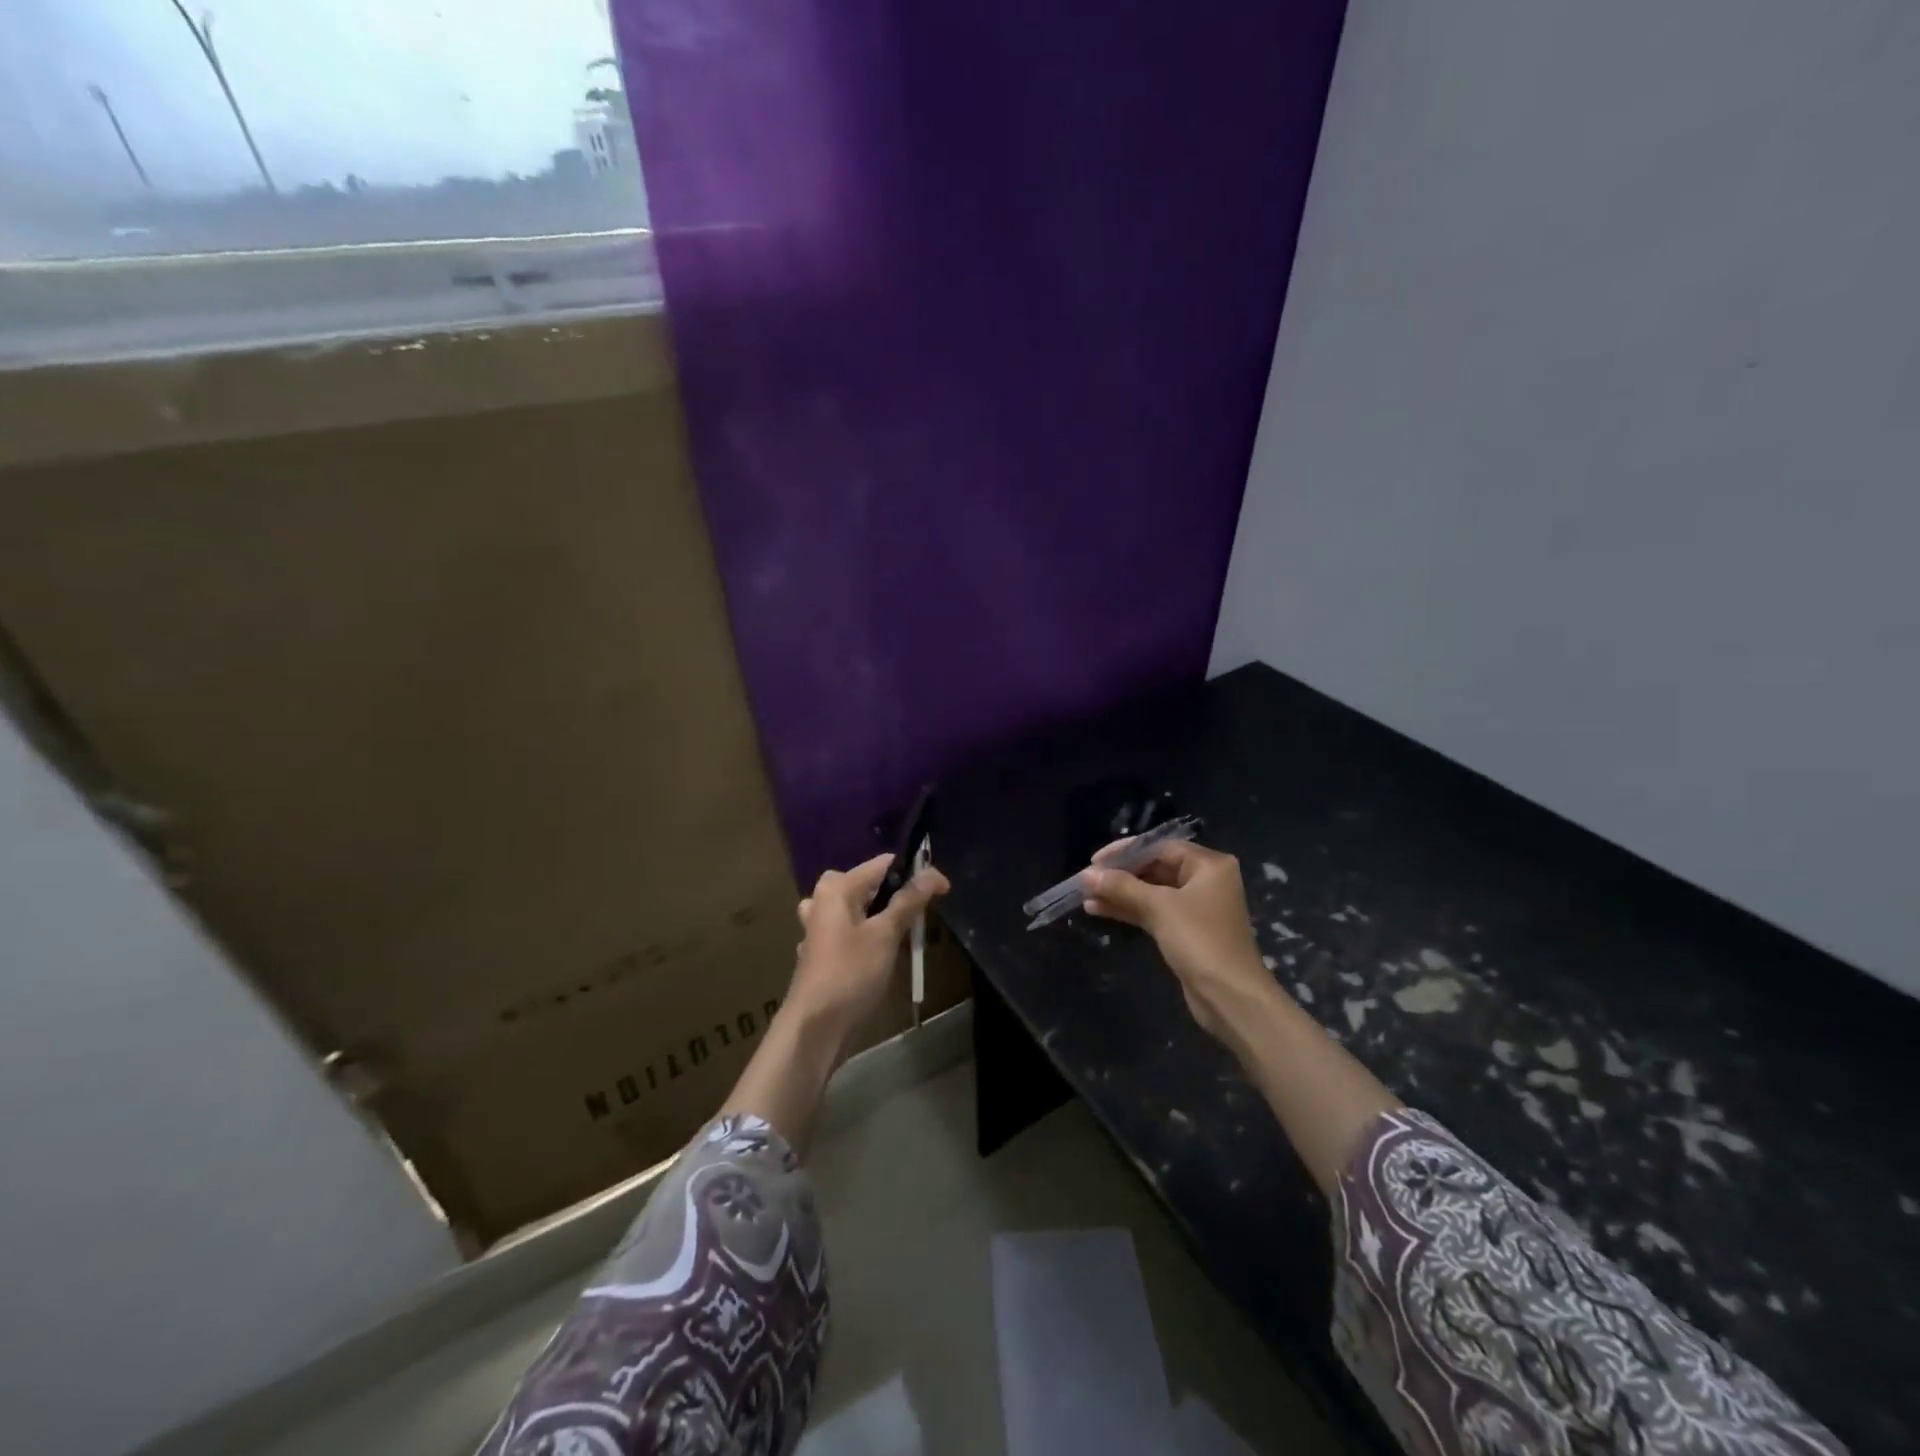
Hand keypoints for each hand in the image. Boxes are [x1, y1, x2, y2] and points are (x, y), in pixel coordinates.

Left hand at [788, 852, 949, 1050]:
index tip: (941, 890)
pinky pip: (849, 931)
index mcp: (836, 889)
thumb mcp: (885, 934)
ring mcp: (818, 929)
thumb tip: (934, 873)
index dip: (914, 872)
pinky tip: (878, 954)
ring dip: (880, 916)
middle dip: (895, 894)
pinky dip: (866, 936)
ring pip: (857, 909)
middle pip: (867, 885)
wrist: (815, 1028)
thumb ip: (909, 901)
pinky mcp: (821, 953)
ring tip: (902, 933)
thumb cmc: (850, 974)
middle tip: (920, 914)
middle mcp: (822, 901)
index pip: (882, 864)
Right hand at [1083, 839, 1275, 1040]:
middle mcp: (1205, 881)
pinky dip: (1129, 910)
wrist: (1230, 997)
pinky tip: (1099, 910)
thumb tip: (1087, 874)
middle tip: (1087, 880)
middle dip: (1120, 875)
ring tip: (1086, 896)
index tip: (1095, 861)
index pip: (1160, 847)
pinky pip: (1153, 912)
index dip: (1125, 852)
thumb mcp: (1159, 907)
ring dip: (1120, 893)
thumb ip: (1122, 886)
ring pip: (1151, 892)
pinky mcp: (1186, 931)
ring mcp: (1195, 907)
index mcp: (1208, 865)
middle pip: (1155, 868)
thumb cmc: (1199, 940)